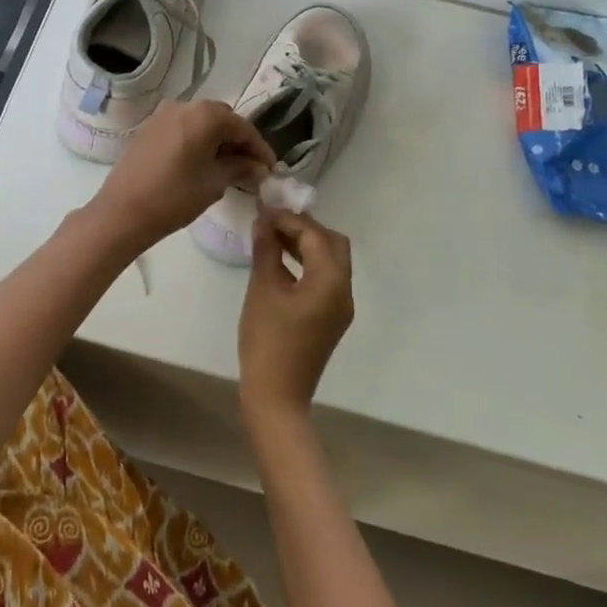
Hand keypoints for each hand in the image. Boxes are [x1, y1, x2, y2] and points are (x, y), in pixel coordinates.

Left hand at [90, 100, 275, 253]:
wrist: (123, 211)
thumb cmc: (175, 196)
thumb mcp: (214, 183)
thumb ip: (240, 168)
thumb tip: (258, 167)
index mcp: (205, 114)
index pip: (242, 127)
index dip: (259, 148)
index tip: (270, 168)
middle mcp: (184, 105)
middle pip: (221, 119)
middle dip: (238, 141)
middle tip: (250, 167)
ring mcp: (163, 115)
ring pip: (200, 123)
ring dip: (216, 141)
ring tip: (227, 167)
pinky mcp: (148, 128)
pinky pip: (182, 129)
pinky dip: (196, 141)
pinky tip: (201, 163)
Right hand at [238, 209, 353, 429]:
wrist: (276, 395)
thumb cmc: (267, 339)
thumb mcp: (263, 288)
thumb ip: (266, 250)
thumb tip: (263, 221)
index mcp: (331, 281)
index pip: (315, 235)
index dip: (289, 219)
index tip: (263, 211)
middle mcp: (344, 290)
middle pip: (333, 244)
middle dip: (305, 228)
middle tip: (273, 222)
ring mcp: (340, 307)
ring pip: (330, 261)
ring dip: (306, 245)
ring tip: (272, 237)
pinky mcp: (331, 319)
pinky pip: (325, 279)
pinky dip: (307, 264)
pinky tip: (281, 262)